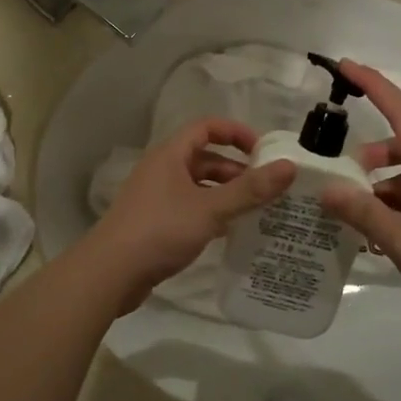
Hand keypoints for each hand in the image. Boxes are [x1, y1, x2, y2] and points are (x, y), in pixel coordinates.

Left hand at [88, 117, 295, 311]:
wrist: (111, 272)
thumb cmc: (160, 230)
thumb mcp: (210, 208)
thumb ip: (250, 190)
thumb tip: (289, 167)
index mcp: (170, 155)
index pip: (206, 127)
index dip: (235, 133)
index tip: (262, 151)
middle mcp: (161, 170)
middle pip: (204, 159)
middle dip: (236, 170)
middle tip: (266, 189)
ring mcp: (156, 198)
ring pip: (198, 186)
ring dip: (225, 194)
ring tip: (256, 211)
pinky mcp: (154, 223)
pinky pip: (190, 209)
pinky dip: (211, 214)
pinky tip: (230, 232)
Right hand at [320, 59, 400, 336]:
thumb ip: (363, 213)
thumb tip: (327, 190)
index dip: (373, 85)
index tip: (345, 66)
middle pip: (400, 146)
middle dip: (366, 156)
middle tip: (335, 180)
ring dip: (377, 189)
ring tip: (350, 218)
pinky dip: (393, 208)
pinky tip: (376, 237)